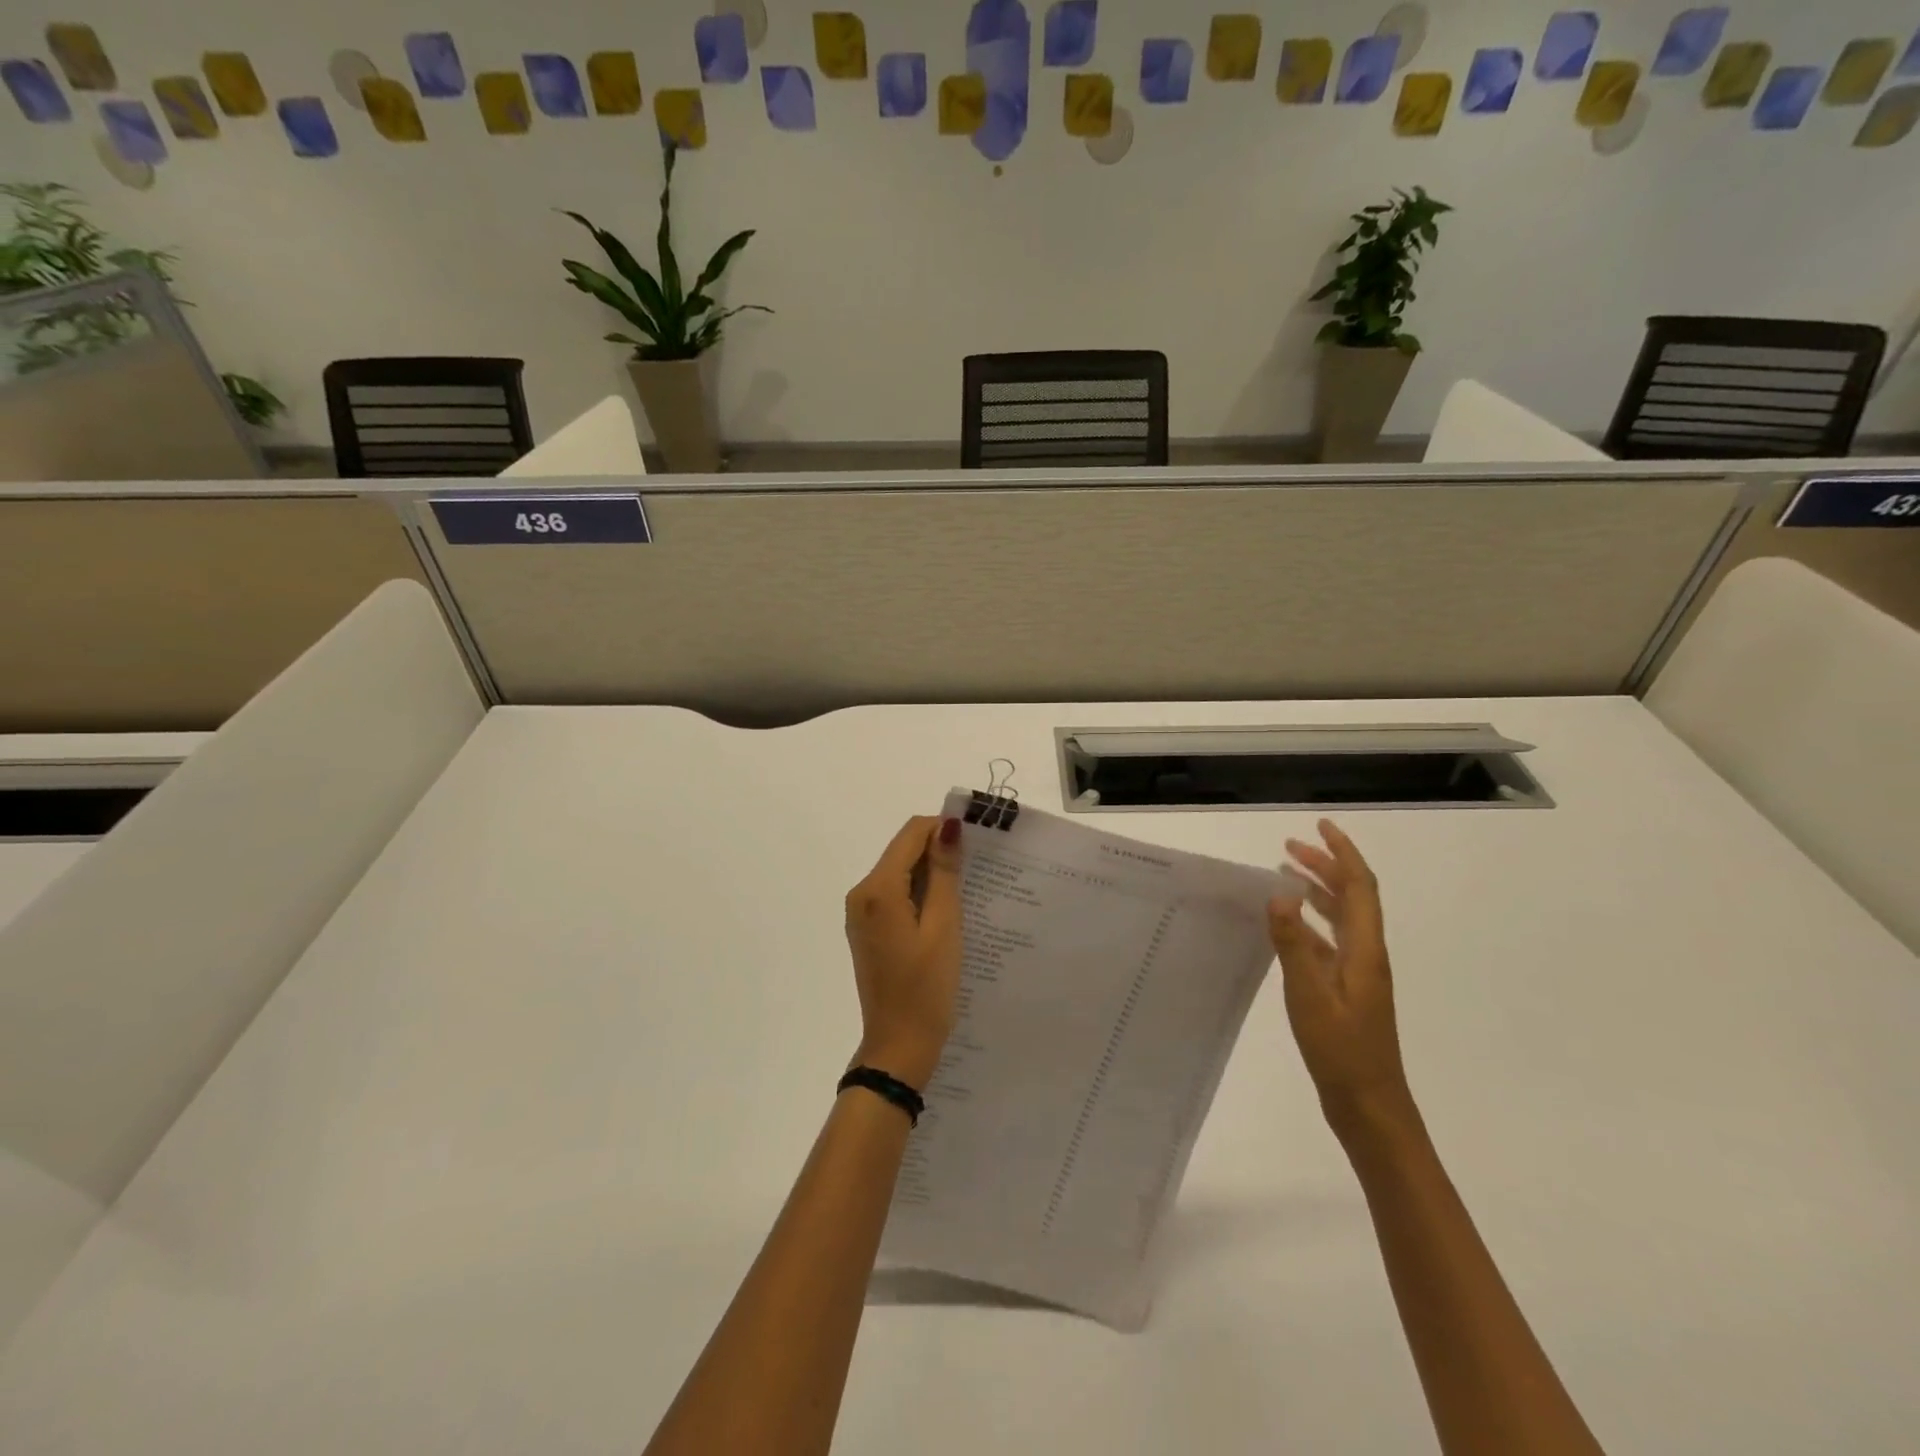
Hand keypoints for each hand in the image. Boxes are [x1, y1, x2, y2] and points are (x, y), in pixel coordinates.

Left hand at [843, 815, 963, 1089]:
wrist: (898, 1046)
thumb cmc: (926, 988)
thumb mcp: (943, 926)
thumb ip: (944, 873)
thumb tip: (947, 826)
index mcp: (878, 889)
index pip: (911, 834)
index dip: (943, 829)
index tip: (977, 842)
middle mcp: (862, 893)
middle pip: (903, 851)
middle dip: (938, 852)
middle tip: (978, 870)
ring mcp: (861, 913)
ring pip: (900, 872)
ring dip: (931, 874)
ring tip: (968, 892)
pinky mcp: (867, 929)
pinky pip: (895, 895)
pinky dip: (920, 894)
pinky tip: (945, 913)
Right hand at [1267, 819, 1415, 1138]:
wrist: (1369, 1106)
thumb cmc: (1342, 1052)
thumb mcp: (1310, 996)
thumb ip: (1294, 944)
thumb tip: (1278, 893)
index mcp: (1365, 950)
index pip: (1360, 887)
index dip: (1343, 854)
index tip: (1320, 826)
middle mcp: (1366, 954)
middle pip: (1352, 897)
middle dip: (1325, 866)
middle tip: (1289, 846)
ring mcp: (1358, 974)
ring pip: (1341, 918)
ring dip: (1317, 891)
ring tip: (1286, 874)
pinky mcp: (1346, 991)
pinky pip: (1329, 941)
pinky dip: (1309, 922)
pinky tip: (1287, 926)